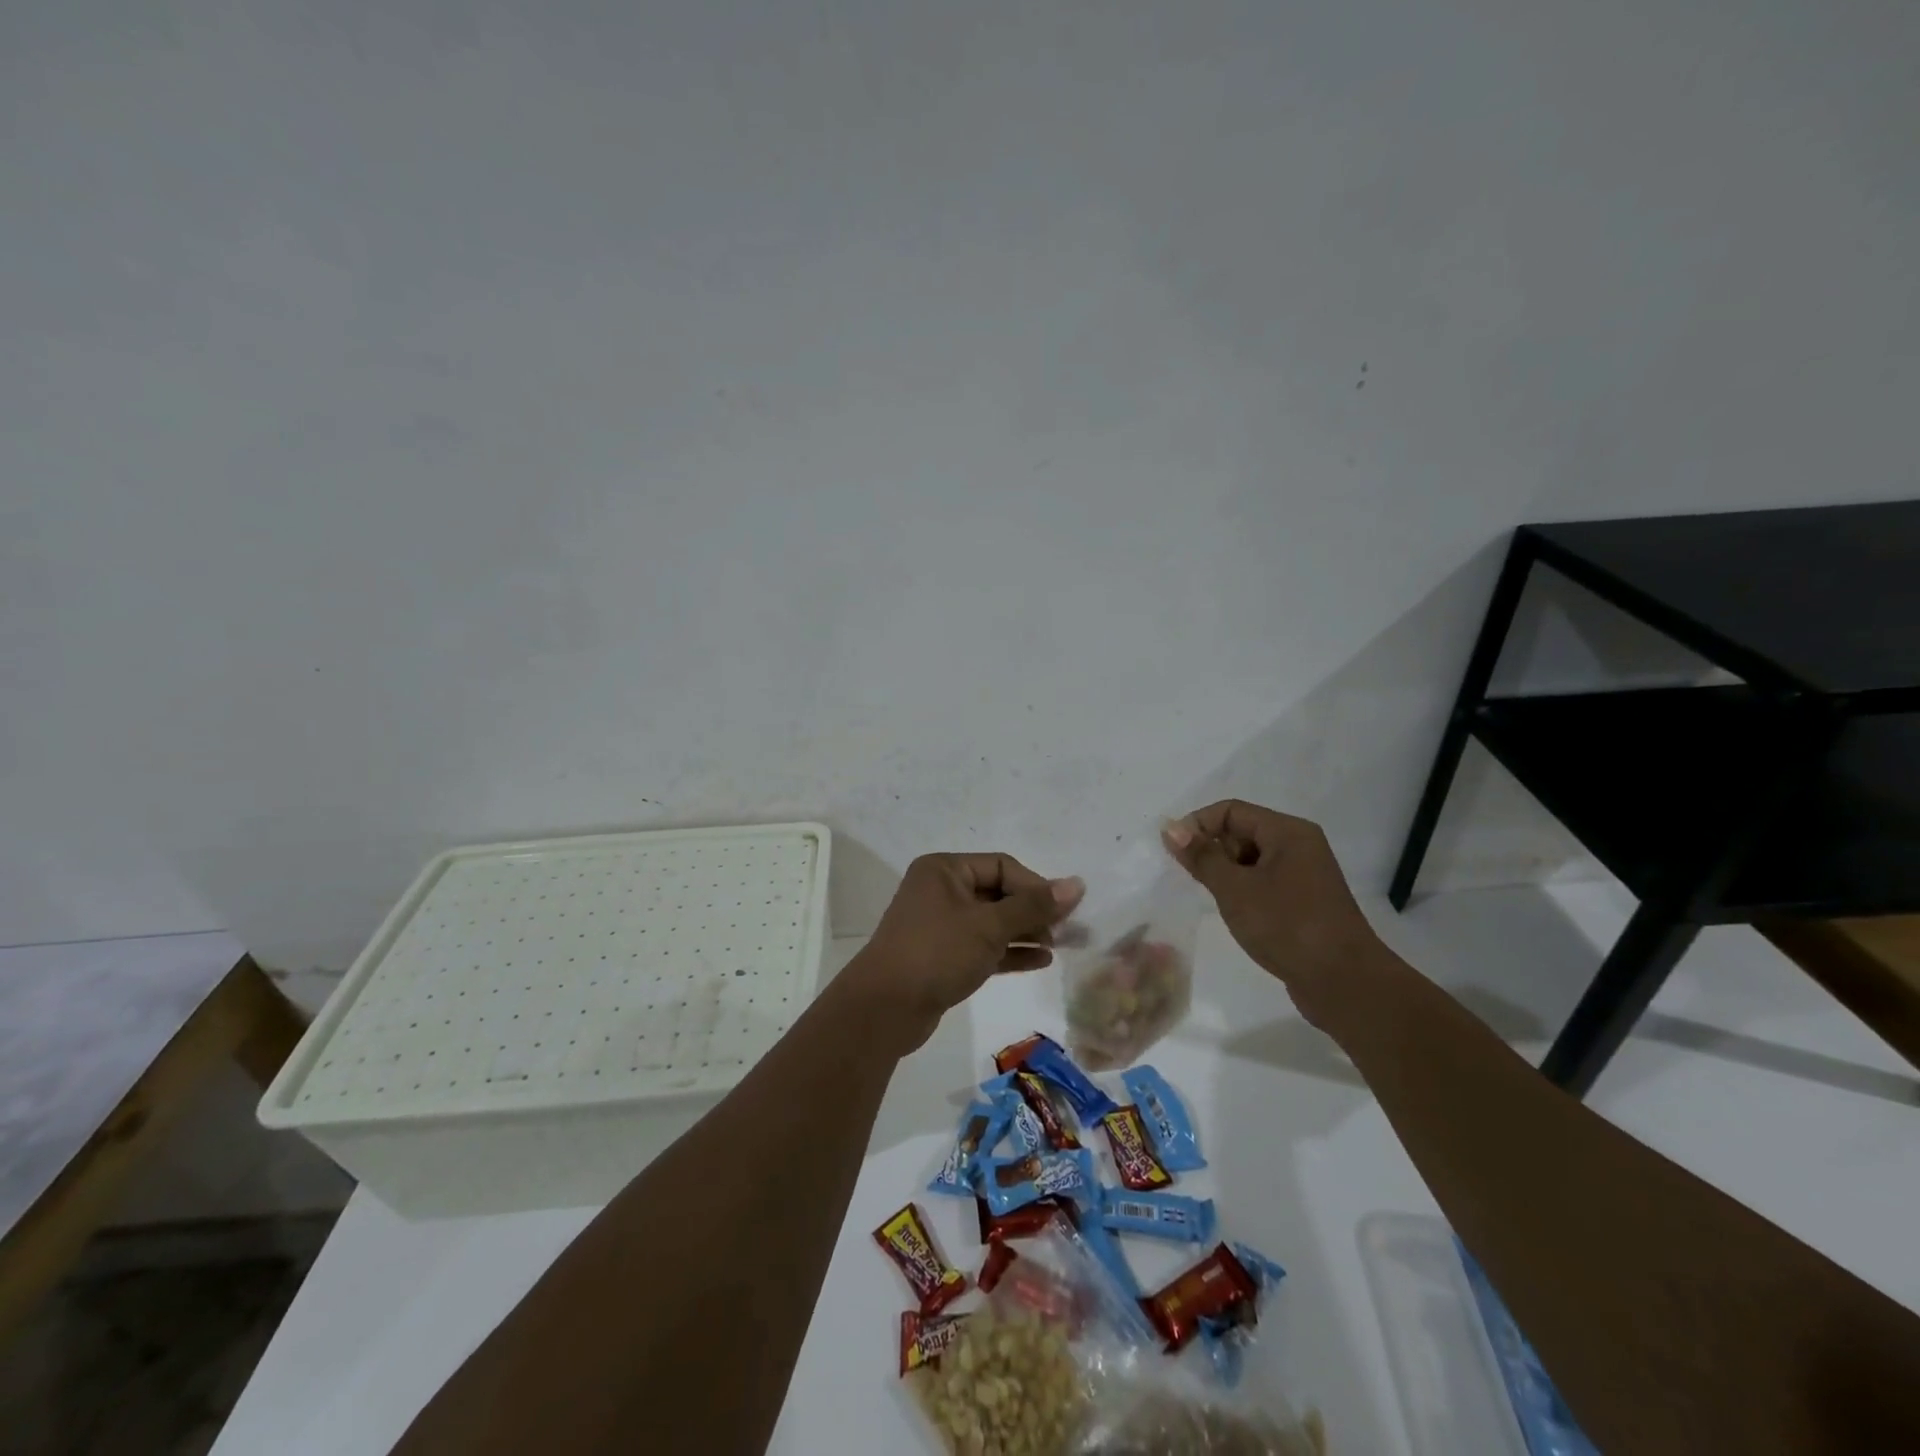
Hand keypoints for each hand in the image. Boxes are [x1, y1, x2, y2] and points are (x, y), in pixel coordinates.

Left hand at [841, 853, 1084, 1054]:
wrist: (885, 1009)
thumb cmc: (937, 953)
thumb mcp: (989, 926)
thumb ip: (1034, 906)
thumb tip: (1077, 884)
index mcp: (945, 869)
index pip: (1002, 866)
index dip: (1035, 886)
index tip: (1063, 911)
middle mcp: (941, 890)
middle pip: (998, 893)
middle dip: (1033, 911)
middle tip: (1067, 932)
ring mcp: (940, 925)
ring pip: (992, 922)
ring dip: (1025, 932)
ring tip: (1058, 947)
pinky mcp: (943, 956)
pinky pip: (983, 946)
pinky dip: (1009, 951)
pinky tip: (1040, 961)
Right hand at [1162, 800, 1385, 1026]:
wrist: (1344, 982)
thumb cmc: (1286, 926)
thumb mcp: (1235, 889)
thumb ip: (1201, 857)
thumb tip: (1171, 828)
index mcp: (1287, 832)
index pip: (1231, 811)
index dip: (1198, 825)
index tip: (1174, 853)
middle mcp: (1299, 846)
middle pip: (1242, 832)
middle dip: (1213, 851)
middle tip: (1195, 881)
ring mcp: (1305, 875)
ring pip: (1251, 860)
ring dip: (1227, 874)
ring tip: (1217, 901)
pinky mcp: (1305, 902)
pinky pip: (1264, 882)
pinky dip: (1244, 891)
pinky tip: (1237, 915)